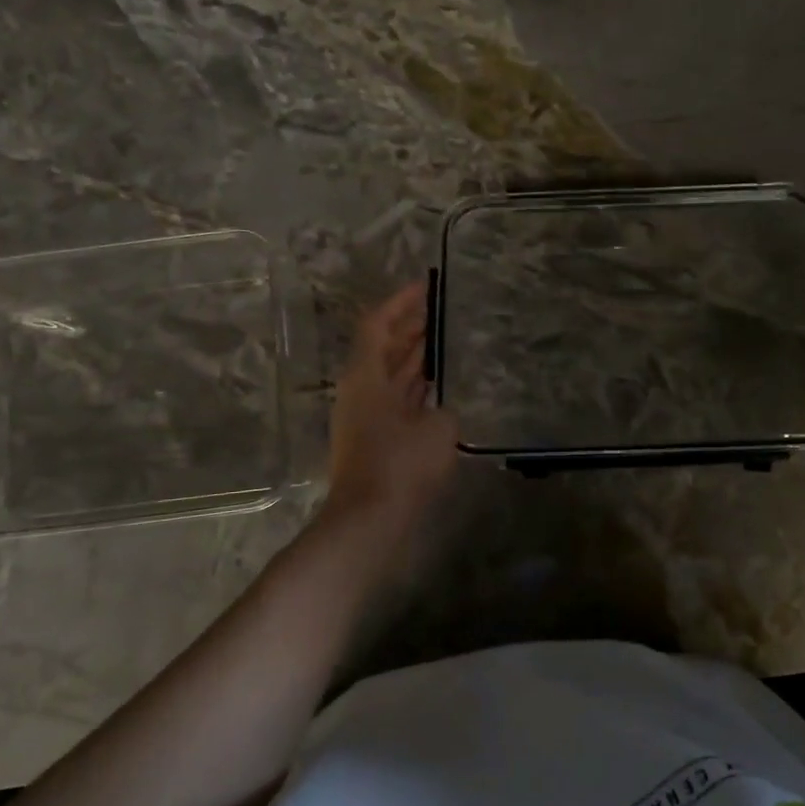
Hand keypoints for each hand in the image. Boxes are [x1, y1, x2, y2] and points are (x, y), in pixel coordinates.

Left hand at [325, 282, 458, 529]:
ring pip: (389, 374)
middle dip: (409, 326)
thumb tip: (439, 410)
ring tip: (443, 339)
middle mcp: (361, 390)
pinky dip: (415, 386)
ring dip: (413, 356)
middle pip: (382, 347)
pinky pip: (396, 399)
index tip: (425, 285)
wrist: (370, 519)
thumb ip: (443, 409)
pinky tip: (438, 386)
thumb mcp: (437, 428)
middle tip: (440, 310)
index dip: (401, 302)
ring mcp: (365, 416)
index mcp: (366, 376)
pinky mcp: (374, 439)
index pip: (378, 324)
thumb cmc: (402, 464)